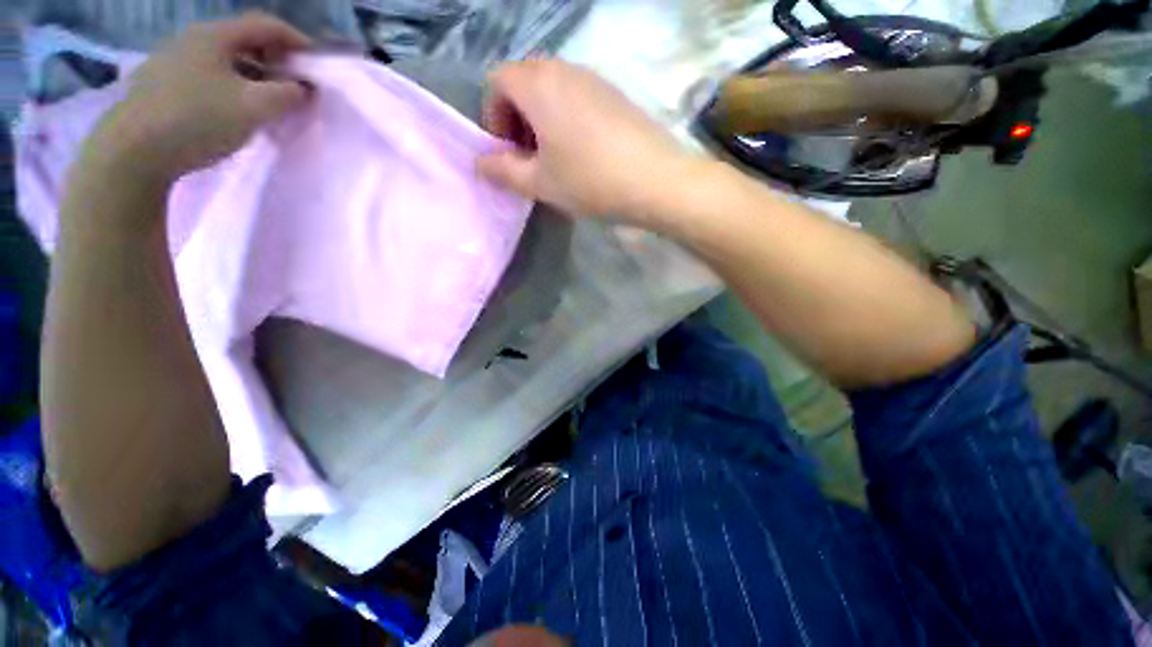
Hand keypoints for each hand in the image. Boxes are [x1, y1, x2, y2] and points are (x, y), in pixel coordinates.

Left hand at [78, 13, 312, 189]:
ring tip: (268, 104)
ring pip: (226, 61)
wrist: (132, 152)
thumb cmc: (197, 120)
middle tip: (294, 87)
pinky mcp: (162, 85)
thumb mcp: (255, 107)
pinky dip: (231, 88)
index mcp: (214, 35)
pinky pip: (208, 77)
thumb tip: (302, 88)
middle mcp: (192, 39)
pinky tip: (235, 111)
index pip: (266, 26)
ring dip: (254, 77)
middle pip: (245, 41)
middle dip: (276, 62)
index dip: (297, 41)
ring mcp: (173, 61)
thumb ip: (287, 94)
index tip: (317, 65)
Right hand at [477, 60, 689, 222]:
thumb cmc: (588, 181)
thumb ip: (503, 171)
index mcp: (538, 84)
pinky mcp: (614, 94)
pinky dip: (566, 118)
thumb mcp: (539, 183)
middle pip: (524, 82)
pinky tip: (582, 151)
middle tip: (529, 157)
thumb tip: (480, 162)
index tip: (508, 152)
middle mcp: (564, 69)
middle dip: (517, 119)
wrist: (654, 180)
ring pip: (552, 90)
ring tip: (556, 158)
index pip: (496, 82)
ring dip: (542, 120)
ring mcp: (593, 78)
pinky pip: (577, 97)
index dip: (493, 118)